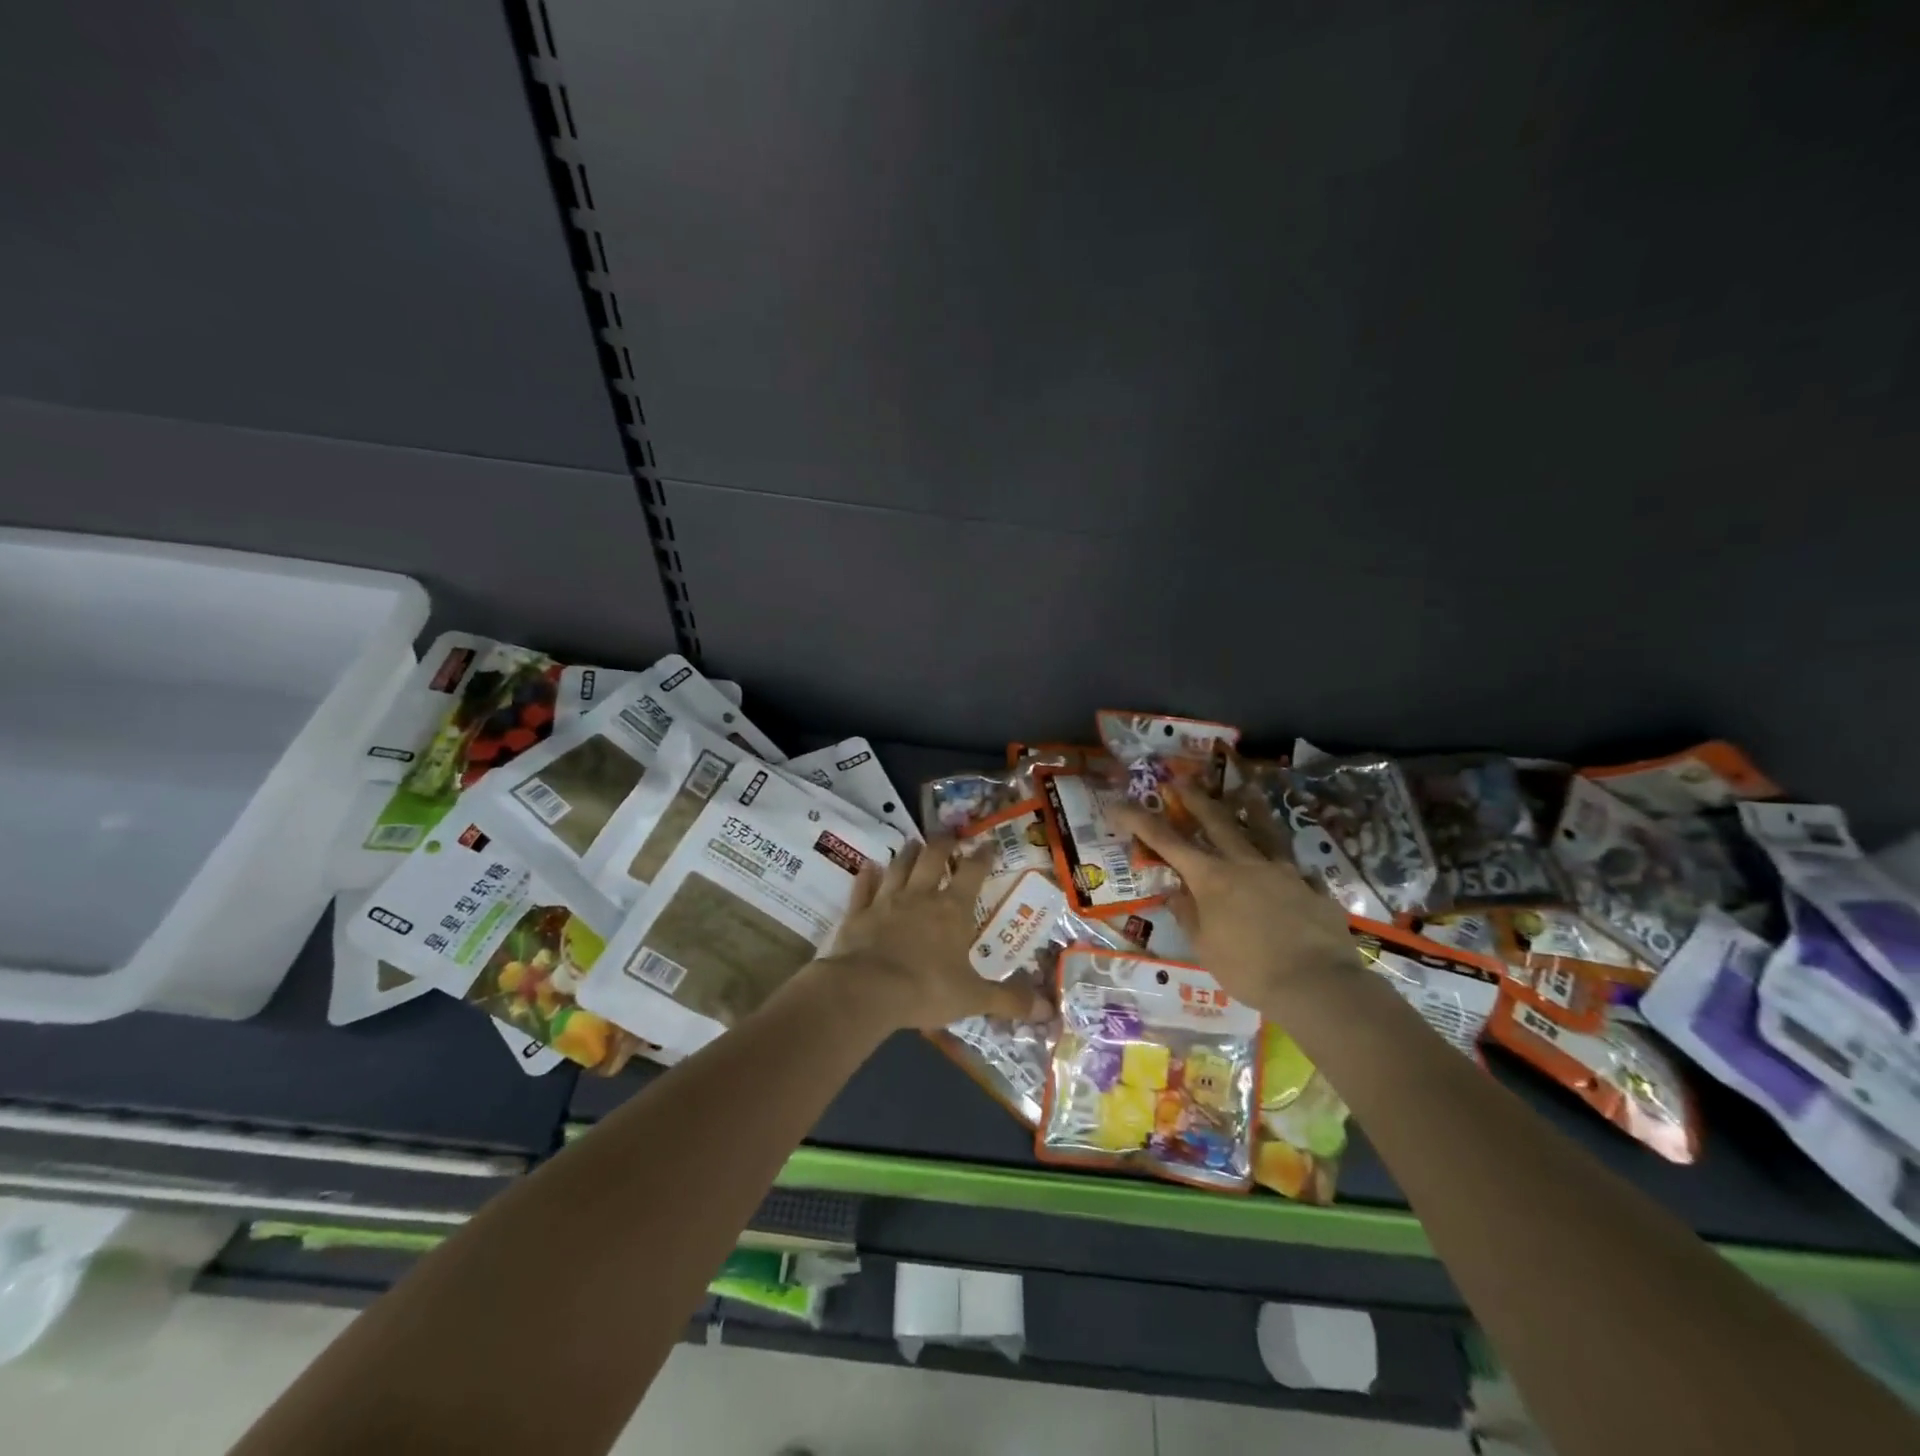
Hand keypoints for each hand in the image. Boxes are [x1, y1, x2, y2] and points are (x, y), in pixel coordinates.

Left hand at [817, 838, 1049, 1031]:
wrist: (867, 990)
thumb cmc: (926, 989)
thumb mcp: (974, 998)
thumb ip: (1008, 1000)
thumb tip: (1048, 1009)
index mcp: (952, 910)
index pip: (973, 873)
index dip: (982, 857)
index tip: (988, 845)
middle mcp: (920, 896)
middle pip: (932, 858)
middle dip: (943, 844)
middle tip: (948, 834)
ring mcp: (886, 901)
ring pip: (899, 867)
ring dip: (907, 853)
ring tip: (912, 842)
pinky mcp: (858, 913)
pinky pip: (863, 888)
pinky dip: (867, 876)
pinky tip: (868, 867)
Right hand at [1111, 791, 1357, 1015]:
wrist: (1318, 984)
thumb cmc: (1249, 970)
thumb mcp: (1206, 947)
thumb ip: (1188, 915)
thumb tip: (1174, 892)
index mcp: (1211, 878)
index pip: (1167, 842)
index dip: (1140, 821)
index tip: (1119, 804)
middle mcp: (1245, 863)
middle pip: (1216, 821)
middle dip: (1194, 799)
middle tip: (1181, 781)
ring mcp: (1282, 871)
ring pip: (1263, 830)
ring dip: (1250, 807)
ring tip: (1246, 790)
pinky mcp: (1311, 886)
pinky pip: (1293, 867)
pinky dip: (1283, 862)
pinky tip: (1288, 867)